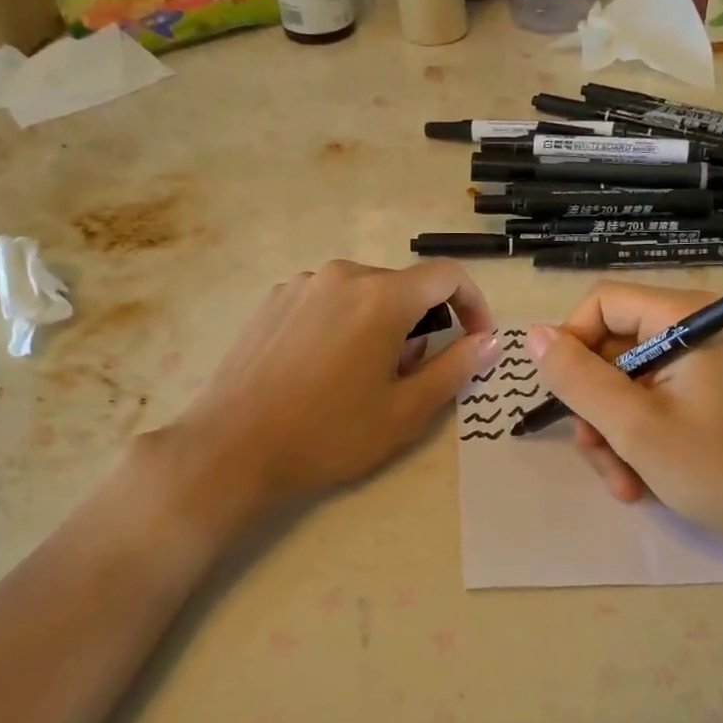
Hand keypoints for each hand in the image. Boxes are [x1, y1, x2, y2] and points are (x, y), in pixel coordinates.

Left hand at [169, 259, 496, 513]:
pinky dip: (344, 324)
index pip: (446, 276)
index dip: (473, 304)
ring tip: (363, 377)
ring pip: (364, 294)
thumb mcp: (406, 411)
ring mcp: (301, 284)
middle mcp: (342, 275)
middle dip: (421, 324)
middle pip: (403, 287)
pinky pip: (327, 301)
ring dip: (381, 325)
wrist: (233, 447)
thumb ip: (456, 368)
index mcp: (382, 297)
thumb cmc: (329, 433)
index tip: (476, 339)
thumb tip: (489, 341)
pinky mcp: (273, 300)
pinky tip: (323, 369)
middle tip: (409, 377)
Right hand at [526, 283, 722, 548]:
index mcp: (687, 318)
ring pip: (631, 385)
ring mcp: (710, 365)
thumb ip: (579, 379)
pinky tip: (643, 483)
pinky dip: (642, 440)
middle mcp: (700, 329)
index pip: (603, 303)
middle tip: (597, 456)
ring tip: (625, 484)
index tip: (565, 397)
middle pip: (615, 349)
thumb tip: (535, 335)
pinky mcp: (716, 396)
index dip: (572, 345)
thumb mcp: (635, 427)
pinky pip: (658, 404)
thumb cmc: (722, 470)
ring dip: (615, 435)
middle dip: (597, 408)